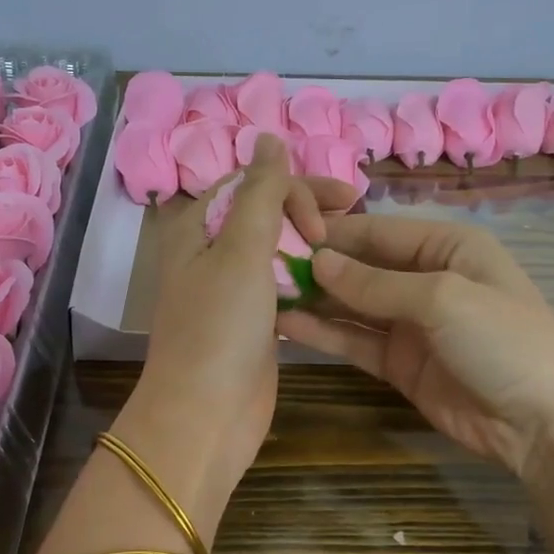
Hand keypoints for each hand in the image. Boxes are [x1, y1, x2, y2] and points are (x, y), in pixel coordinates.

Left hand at [120, 138, 354, 528]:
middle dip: (309, 209)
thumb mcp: (241, 251)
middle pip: (266, 213)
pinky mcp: (252, 322)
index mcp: (198, 228)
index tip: (335, 210)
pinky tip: (338, 281)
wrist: (205, 416)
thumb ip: (260, 192)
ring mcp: (231, 290)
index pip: (252, 183)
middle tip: (355, 212)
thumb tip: (268, 136)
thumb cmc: (219, 328)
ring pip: (277, 250)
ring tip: (355, 244)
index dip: (295, 185)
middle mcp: (211, 253)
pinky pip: (283, 286)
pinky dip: (309, 279)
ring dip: (312, 243)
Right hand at [277, 216, 553, 478]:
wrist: (546, 423)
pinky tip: (287, 325)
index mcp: (447, 246)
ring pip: (353, 305)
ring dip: (315, 300)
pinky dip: (325, 333)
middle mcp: (426, 279)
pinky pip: (356, 341)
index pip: (378, 230)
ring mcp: (412, 325)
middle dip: (318, 266)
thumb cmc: (504, 339)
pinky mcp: (400, 364)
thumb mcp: (443, 298)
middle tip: (263, 266)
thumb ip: (376, 282)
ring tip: (265, 293)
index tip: (281, 232)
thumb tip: (319, 262)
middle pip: (362, 266)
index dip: (333, 232)